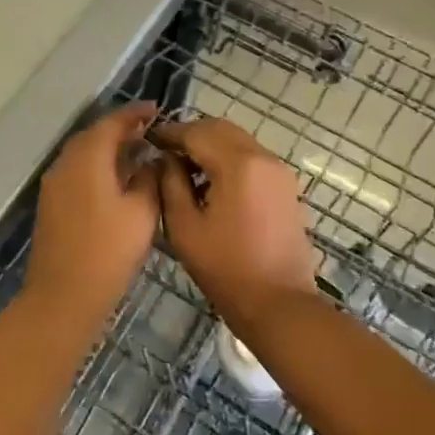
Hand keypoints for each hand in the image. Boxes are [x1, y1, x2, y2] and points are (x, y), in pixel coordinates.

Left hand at [25, 104, 160, 324]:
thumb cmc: (108, 252)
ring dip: (109, 149)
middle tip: (150, 132)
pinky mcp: (52, 204)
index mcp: (87, 158)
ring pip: (84, 154)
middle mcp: (65, 163)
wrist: (62, 297)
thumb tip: (151, 160)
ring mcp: (54, 184)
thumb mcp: (142, 213)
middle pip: (94, 135)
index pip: (112, 123)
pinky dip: (98, 167)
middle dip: (121, 129)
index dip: (135, 114)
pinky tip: (118, 181)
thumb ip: (150, 179)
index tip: (157, 109)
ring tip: (139, 154)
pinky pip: (77, 172)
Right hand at [154, 118, 319, 329]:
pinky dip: (229, 158)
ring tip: (185, 169)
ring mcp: (279, 171)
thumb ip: (170, 183)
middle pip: (220, 129)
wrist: (279, 304)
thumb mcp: (184, 226)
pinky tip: (211, 183)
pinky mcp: (286, 186)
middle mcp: (263, 157)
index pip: (197, 132)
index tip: (148, 140)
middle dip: (191, 135)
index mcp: (238, 164)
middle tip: (165, 152)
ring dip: (210, 146)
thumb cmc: (226, 268)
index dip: (169, 133)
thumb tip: (166, 159)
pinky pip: (252, 158)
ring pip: (238, 140)